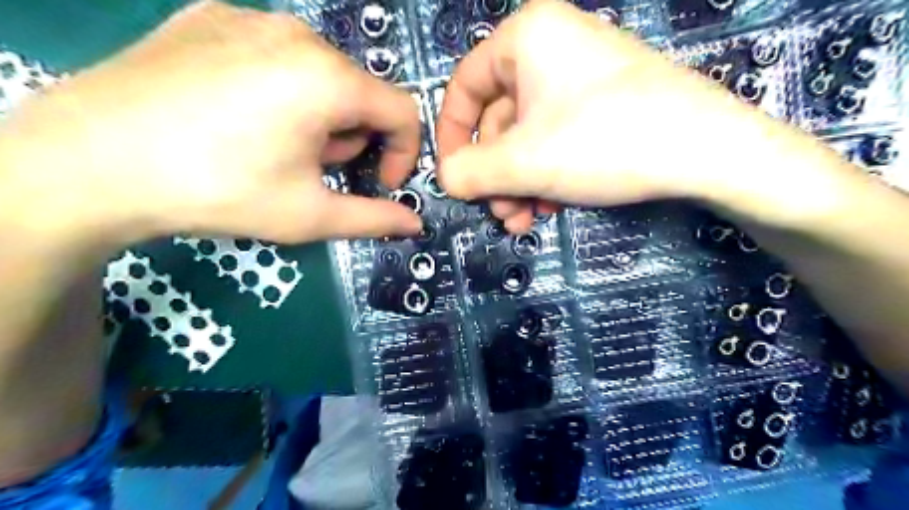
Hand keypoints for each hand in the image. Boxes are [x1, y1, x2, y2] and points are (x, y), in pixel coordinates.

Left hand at [1, 0, 422, 246]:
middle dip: (352, 138)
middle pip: (359, 92)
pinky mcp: (208, 16)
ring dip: (319, 115)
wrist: (88, 162)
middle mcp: (297, 34)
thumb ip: (374, 218)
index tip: (379, 182)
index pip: (403, 110)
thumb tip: (414, 224)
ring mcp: (249, 17)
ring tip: (274, 145)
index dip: (403, 152)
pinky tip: (239, 116)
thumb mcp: (310, 215)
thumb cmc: (219, 191)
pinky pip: (273, 54)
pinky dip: (279, 88)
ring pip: (319, 72)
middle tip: (313, 170)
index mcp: (329, 79)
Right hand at [434, 0, 853, 233]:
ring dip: (518, 183)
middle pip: (498, 119)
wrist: (707, 151)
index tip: (454, 178)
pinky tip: (550, 207)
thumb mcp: (524, 163)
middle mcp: (550, 47)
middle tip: (499, 213)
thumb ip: (470, 172)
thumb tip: (445, 179)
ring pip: (527, 135)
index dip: (452, 138)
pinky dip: (545, 174)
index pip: (463, 87)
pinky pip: (556, 137)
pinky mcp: (603, 102)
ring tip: (523, 220)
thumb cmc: (602, 142)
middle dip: (494, 175)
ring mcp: (580, 75)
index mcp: (525, 38)